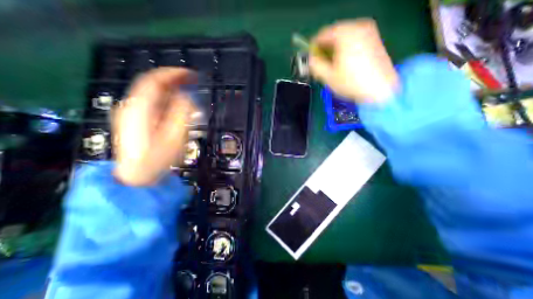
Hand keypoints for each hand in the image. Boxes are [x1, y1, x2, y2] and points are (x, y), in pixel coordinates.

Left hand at [113, 67, 195, 186]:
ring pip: (153, 95)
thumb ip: (181, 114)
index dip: (173, 74)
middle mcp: (133, 106)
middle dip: (173, 80)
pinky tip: (177, 105)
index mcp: (140, 108)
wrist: (137, 178)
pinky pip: (153, 104)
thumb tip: (187, 98)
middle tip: (192, 81)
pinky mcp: (137, 121)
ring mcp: (133, 114)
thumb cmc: (157, 159)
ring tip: (188, 91)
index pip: (154, 80)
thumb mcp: (174, 136)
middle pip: (153, 85)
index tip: (191, 74)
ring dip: (171, 90)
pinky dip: (167, 100)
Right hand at [308, 19, 399, 101]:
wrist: (380, 89)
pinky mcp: (375, 40)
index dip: (314, 46)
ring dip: (335, 48)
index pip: (323, 34)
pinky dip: (345, 48)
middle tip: (320, 62)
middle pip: (335, 34)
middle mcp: (358, 27)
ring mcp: (369, 32)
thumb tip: (310, 60)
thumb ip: (315, 65)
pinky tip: (344, 61)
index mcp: (345, 34)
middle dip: (325, 48)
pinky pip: (354, 39)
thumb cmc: (351, 83)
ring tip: (332, 64)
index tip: (310, 57)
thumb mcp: (328, 77)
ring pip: (345, 37)